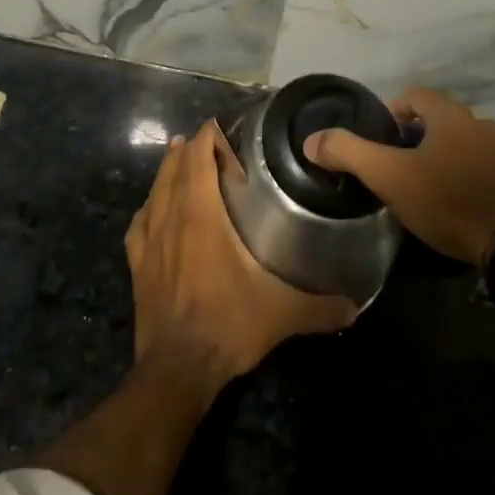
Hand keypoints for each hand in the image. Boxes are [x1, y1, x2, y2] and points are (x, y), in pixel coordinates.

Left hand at [126, 120, 357, 388]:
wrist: (177, 369)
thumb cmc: (228, 324)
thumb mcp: (282, 313)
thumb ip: (321, 306)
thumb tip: (356, 305)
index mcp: (202, 216)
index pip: (198, 159)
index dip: (206, 138)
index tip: (219, 126)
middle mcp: (171, 219)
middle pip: (174, 169)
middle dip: (188, 149)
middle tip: (205, 139)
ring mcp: (149, 242)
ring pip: (154, 192)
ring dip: (166, 172)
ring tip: (177, 158)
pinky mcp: (137, 266)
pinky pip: (137, 226)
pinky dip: (146, 210)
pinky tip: (151, 211)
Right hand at [303, 88, 494, 266]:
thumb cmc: (448, 203)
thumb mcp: (389, 179)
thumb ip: (349, 153)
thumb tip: (313, 138)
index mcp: (450, 118)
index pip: (416, 96)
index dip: (397, 110)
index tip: (388, 135)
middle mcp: (486, 125)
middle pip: (452, 120)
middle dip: (433, 136)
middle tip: (416, 166)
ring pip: (487, 143)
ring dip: (470, 155)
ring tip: (455, 184)